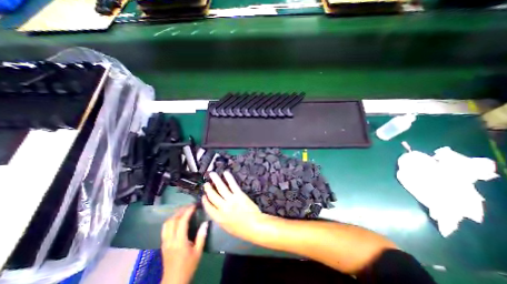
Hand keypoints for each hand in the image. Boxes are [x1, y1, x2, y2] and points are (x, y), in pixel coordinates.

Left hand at [160, 206, 207, 281]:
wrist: (173, 282)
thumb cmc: (188, 266)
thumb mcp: (198, 252)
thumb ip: (201, 236)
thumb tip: (205, 222)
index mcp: (179, 241)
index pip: (182, 221)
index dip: (188, 211)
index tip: (194, 205)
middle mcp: (170, 240)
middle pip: (173, 220)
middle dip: (181, 210)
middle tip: (190, 206)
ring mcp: (164, 242)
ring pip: (167, 223)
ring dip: (175, 215)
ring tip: (183, 211)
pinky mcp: (163, 244)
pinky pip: (165, 228)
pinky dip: (171, 220)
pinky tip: (177, 220)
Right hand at [201, 172, 265, 240]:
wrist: (255, 225)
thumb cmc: (241, 229)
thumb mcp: (227, 227)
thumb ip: (220, 218)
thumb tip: (216, 210)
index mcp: (218, 218)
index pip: (208, 207)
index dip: (205, 201)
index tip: (204, 196)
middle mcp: (223, 208)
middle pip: (213, 196)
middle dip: (208, 189)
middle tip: (206, 183)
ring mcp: (231, 200)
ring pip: (221, 188)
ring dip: (216, 180)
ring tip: (212, 174)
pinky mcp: (239, 194)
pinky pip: (232, 185)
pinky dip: (229, 178)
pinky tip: (225, 173)